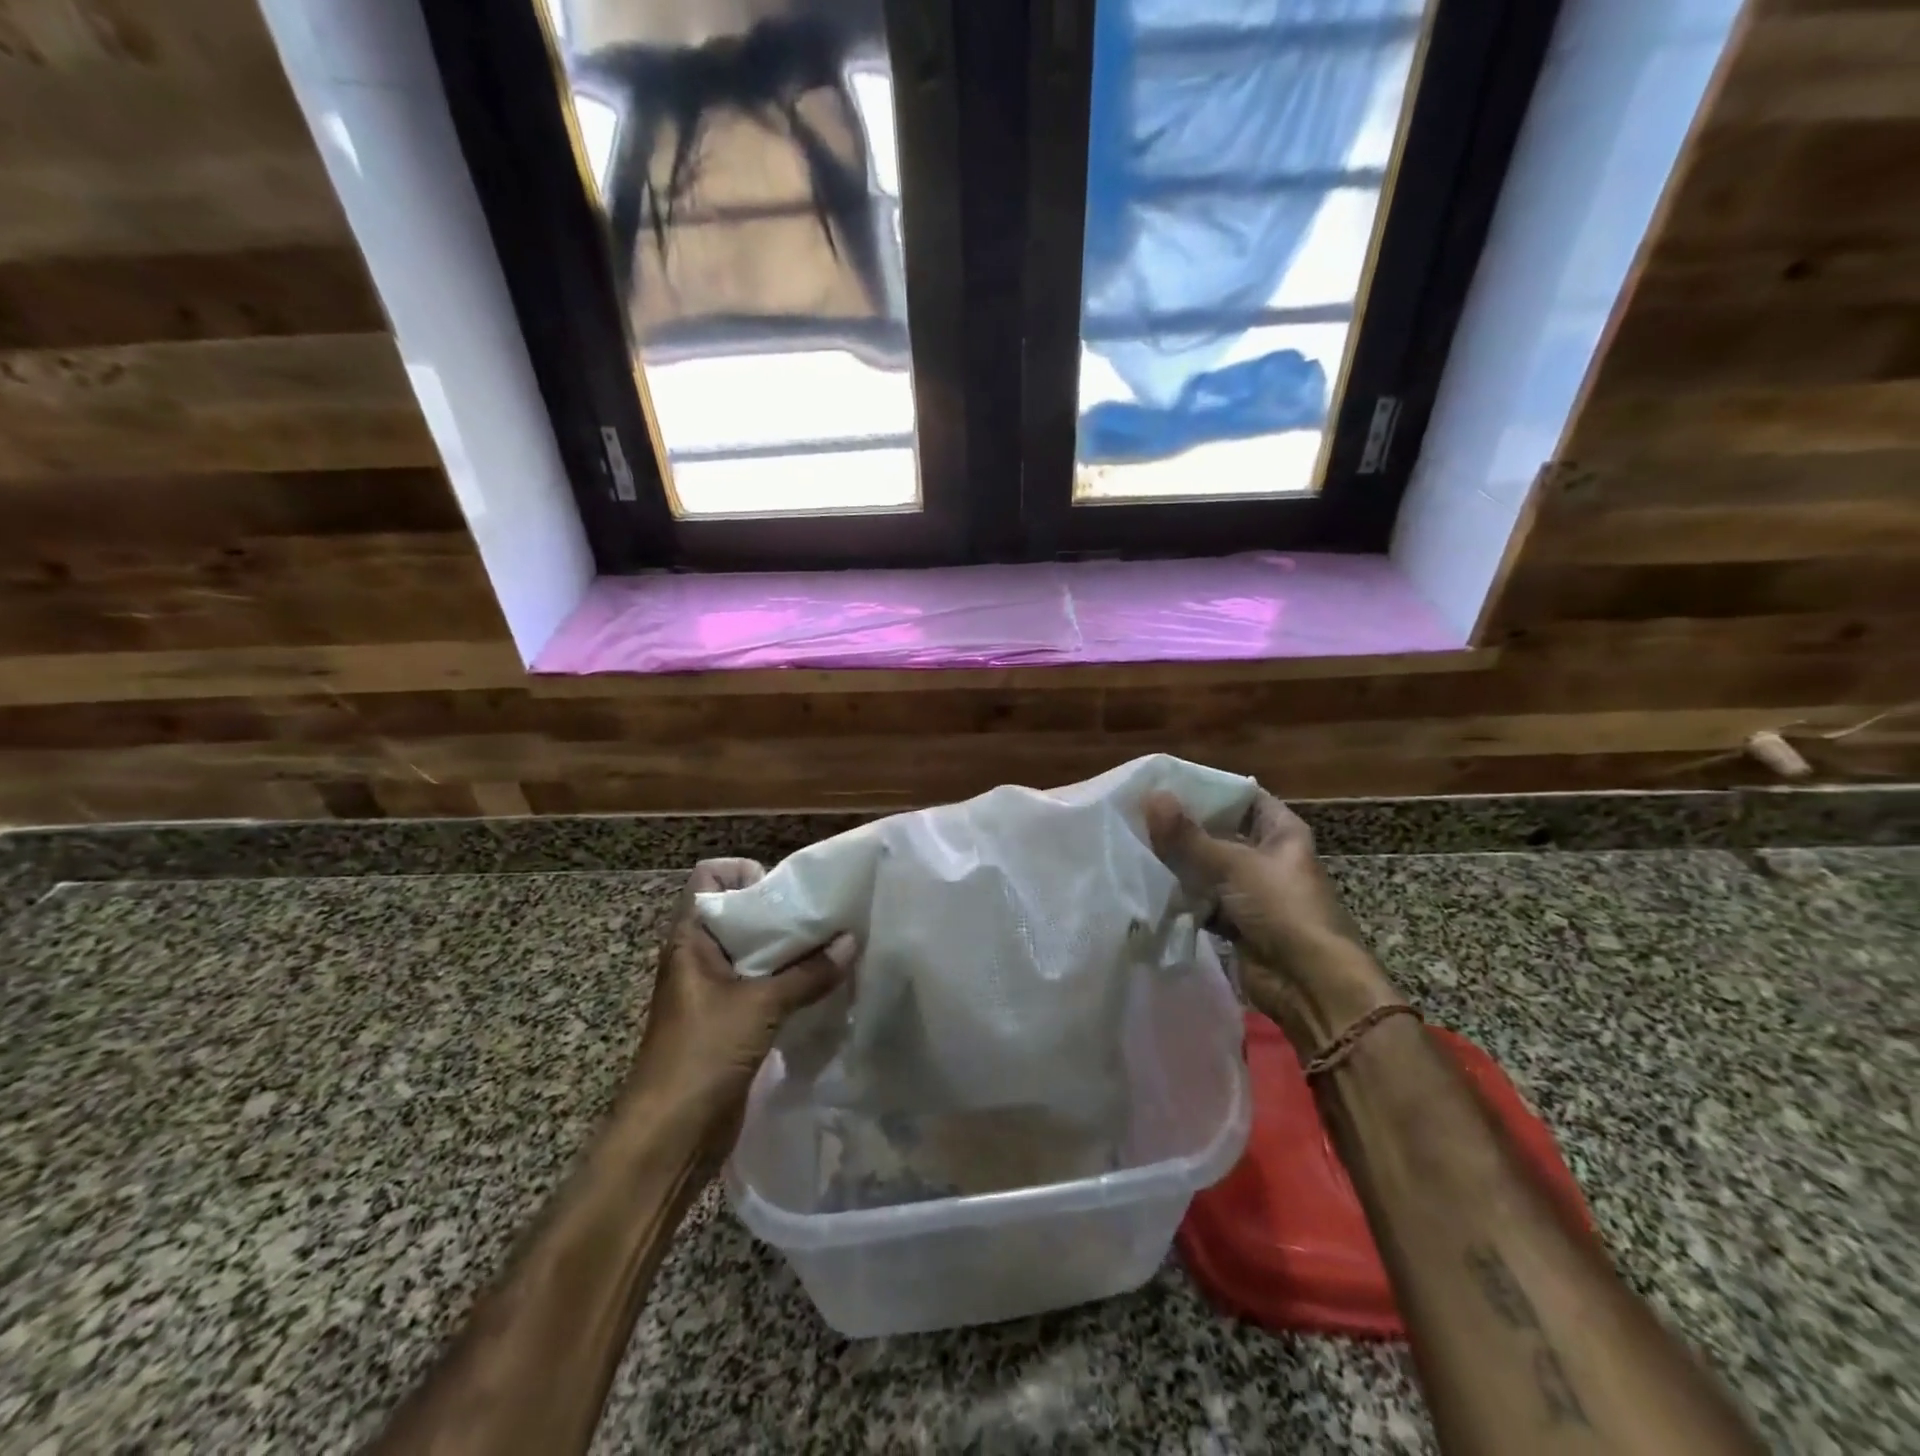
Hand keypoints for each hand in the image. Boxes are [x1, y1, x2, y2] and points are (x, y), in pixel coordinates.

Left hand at [626, 858, 854, 1141]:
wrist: (669, 1138)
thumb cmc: (702, 1055)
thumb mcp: (759, 1006)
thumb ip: (808, 974)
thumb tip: (853, 941)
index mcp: (691, 939)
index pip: (710, 878)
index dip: (745, 873)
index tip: (785, 891)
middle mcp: (701, 957)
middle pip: (742, 913)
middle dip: (783, 911)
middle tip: (827, 916)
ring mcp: (716, 990)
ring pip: (758, 952)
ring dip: (793, 950)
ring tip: (836, 946)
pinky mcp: (733, 1021)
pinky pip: (766, 986)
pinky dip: (793, 981)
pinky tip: (826, 985)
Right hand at [1144, 790, 1400, 1051]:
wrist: (1310, 984)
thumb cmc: (1282, 909)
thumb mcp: (1233, 865)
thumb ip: (1187, 835)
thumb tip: (1150, 796)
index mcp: (1281, 831)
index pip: (1242, 796)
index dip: (1208, 788)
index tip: (1166, 783)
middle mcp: (1267, 856)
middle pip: (1220, 832)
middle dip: (1184, 826)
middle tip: (1139, 813)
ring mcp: (1252, 891)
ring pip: (1208, 868)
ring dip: (1179, 863)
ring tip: (1135, 844)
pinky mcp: (1237, 922)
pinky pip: (1202, 900)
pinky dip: (1181, 896)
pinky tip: (1148, 884)